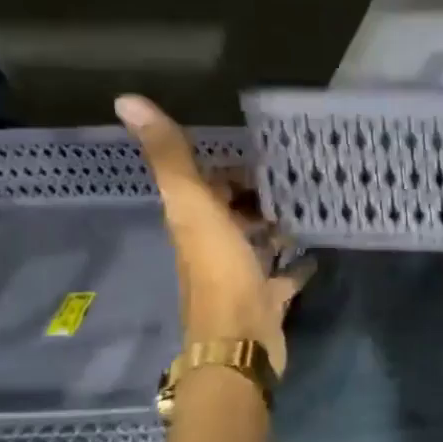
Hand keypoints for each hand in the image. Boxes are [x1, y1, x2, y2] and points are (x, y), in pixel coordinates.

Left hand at [117, 94, 311, 374]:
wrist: (240, 341)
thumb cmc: (220, 273)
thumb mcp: (193, 207)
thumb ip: (170, 157)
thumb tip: (126, 100)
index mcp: (194, 224)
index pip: (206, 187)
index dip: (227, 170)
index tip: (261, 154)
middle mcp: (213, 248)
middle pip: (232, 214)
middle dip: (255, 195)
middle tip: (293, 177)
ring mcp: (241, 277)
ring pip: (256, 243)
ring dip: (274, 226)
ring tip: (308, 206)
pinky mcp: (267, 300)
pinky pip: (282, 276)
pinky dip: (296, 263)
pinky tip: (315, 253)